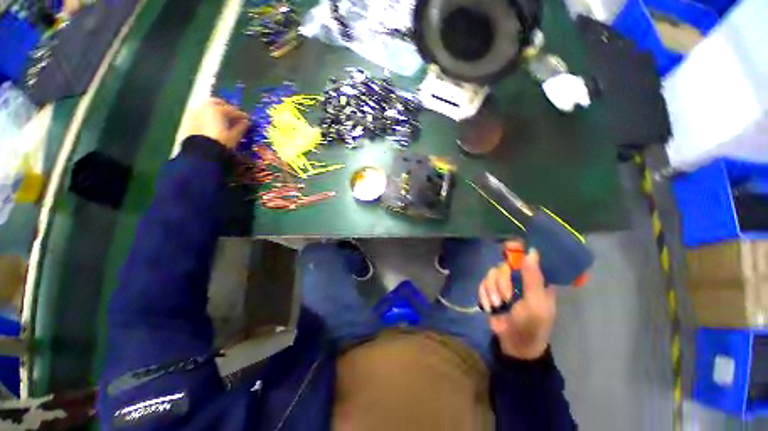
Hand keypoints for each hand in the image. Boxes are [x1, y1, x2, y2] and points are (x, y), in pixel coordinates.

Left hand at [186, 98, 250, 148]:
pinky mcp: (189, 120)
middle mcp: (205, 107)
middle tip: (234, 116)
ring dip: (216, 111)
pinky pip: (201, 114)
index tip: (248, 120)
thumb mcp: (234, 136)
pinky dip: (208, 116)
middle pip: (217, 103)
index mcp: (217, 110)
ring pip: (207, 107)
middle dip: (226, 107)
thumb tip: (246, 123)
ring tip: (223, 120)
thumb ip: (241, 127)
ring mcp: (195, 112)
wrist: (201, 152)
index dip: (242, 115)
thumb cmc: (220, 143)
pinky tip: (213, 124)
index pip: (233, 110)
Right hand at [479, 241, 555, 359]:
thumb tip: (532, 252)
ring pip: (491, 274)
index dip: (516, 250)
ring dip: (492, 292)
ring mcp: (503, 284)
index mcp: (535, 279)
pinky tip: (491, 307)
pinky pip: (482, 283)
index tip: (506, 248)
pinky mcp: (490, 290)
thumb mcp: (536, 304)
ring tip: (499, 306)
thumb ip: (533, 279)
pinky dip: (484, 295)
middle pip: (503, 265)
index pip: (525, 256)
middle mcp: (518, 277)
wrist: (514, 344)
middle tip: (507, 299)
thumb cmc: (532, 325)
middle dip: (502, 284)